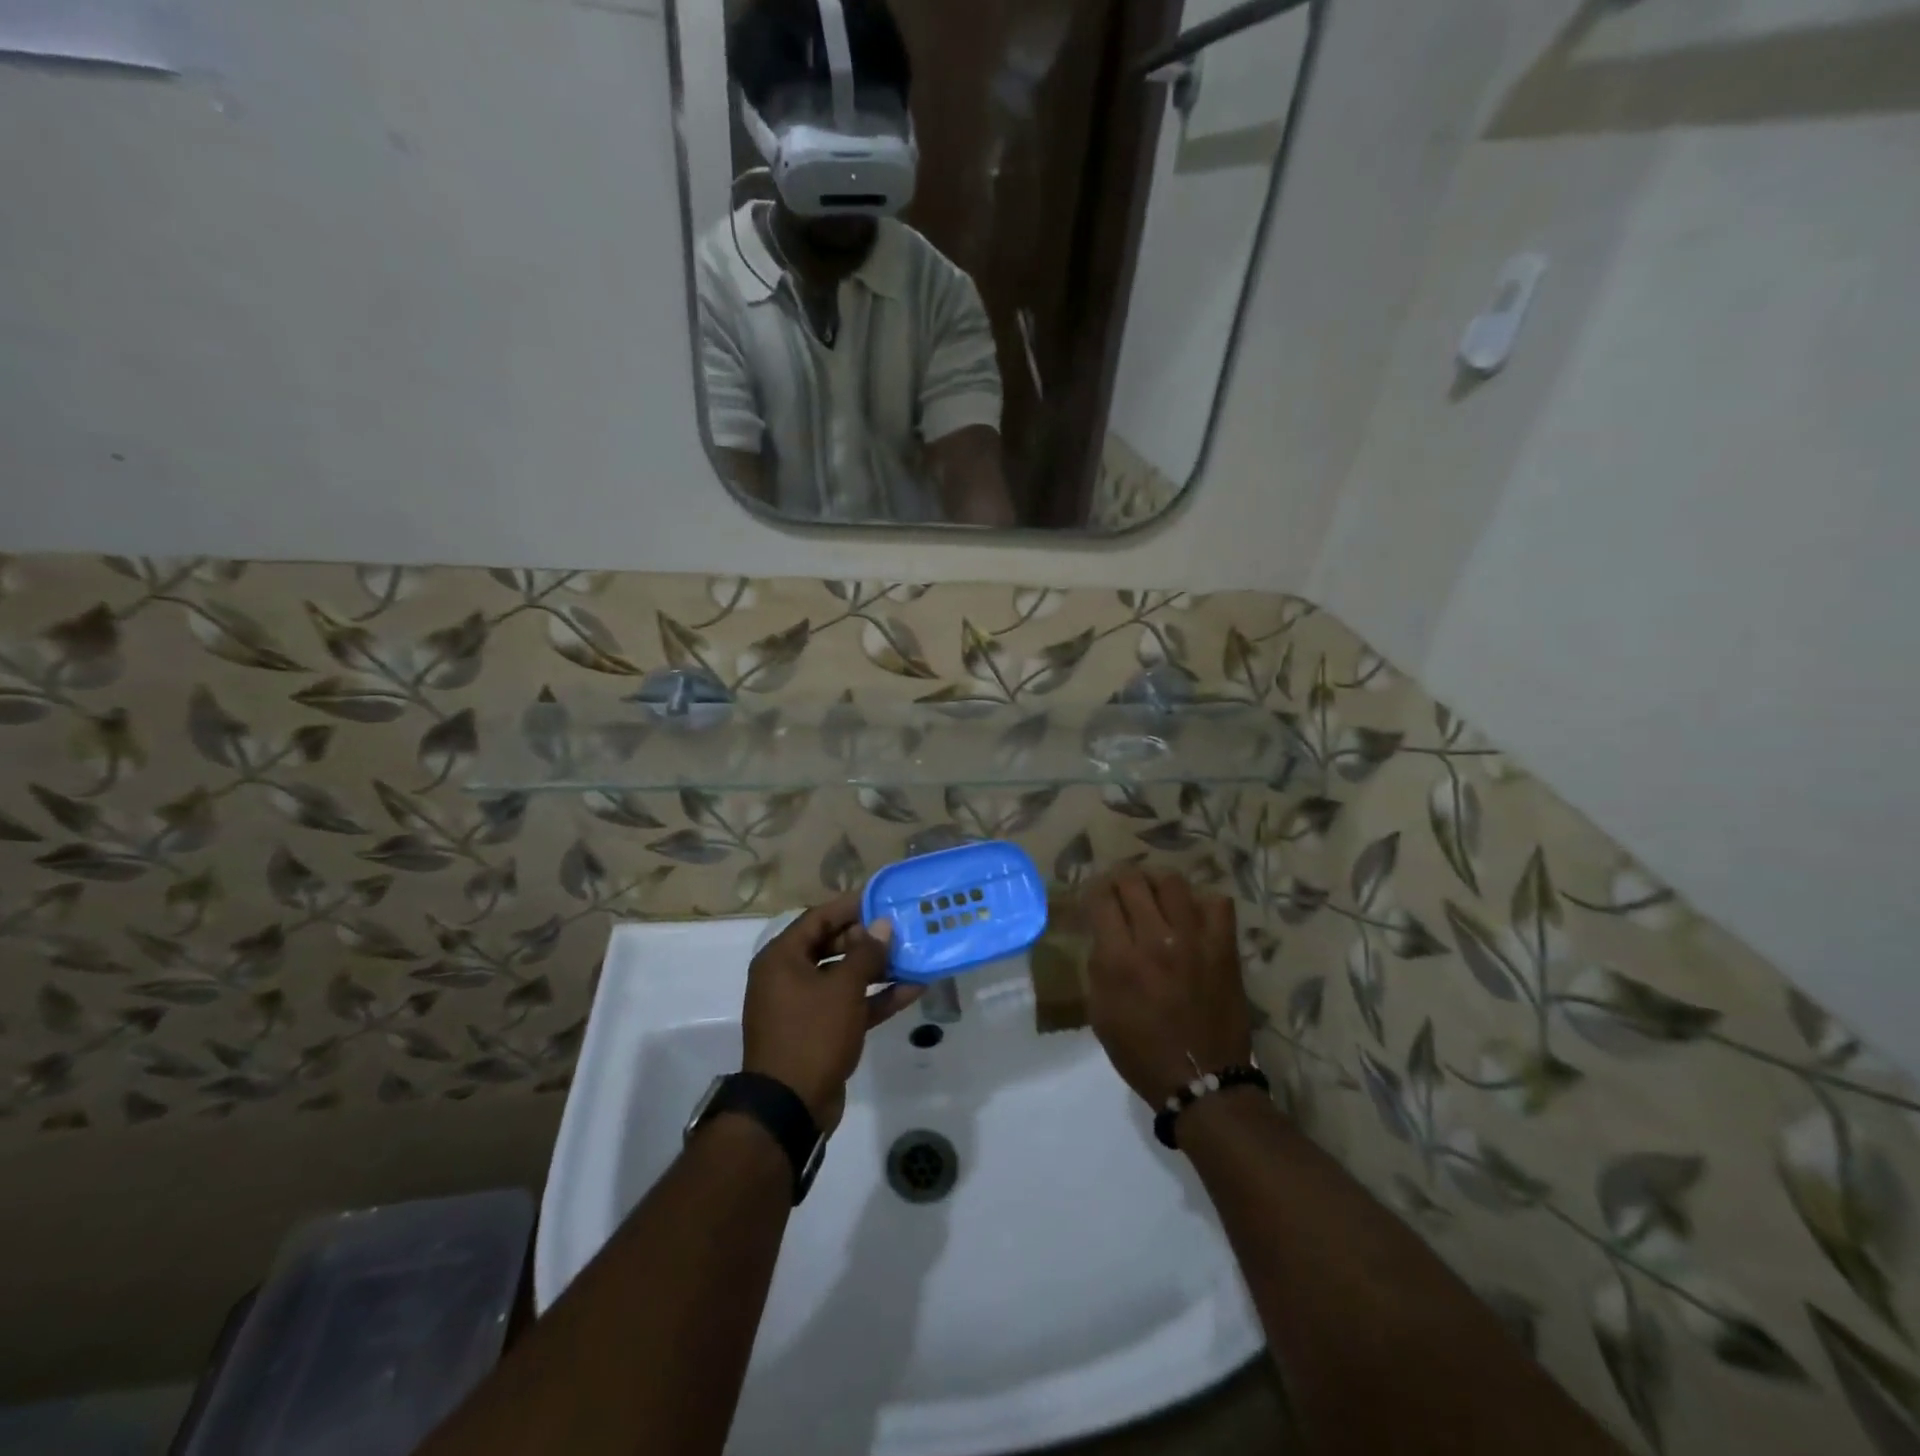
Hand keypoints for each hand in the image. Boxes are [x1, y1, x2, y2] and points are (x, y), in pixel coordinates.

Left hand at [741, 892, 922, 1132]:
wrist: (790, 1107)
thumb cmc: (812, 1034)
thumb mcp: (843, 988)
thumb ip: (866, 953)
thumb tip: (883, 925)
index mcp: (782, 958)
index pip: (818, 918)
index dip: (850, 907)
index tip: (882, 898)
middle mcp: (787, 977)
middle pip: (831, 945)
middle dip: (867, 939)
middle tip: (901, 929)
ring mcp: (803, 1007)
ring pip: (844, 977)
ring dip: (877, 969)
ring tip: (913, 956)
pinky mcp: (820, 1032)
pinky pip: (849, 1005)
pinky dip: (876, 998)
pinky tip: (912, 989)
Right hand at [1083, 868, 1252, 1106]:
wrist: (1202, 1081)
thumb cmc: (1141, 1052)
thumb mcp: (1100, 1012)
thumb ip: (1099, 965)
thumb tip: (1103, 934)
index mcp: (1119, 960)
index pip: (1101, 898)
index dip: (1092, 889)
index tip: (1093, 896)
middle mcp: (1154, 940)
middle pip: (1133, 881)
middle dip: (1119, 879)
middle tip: (1119, 889)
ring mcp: (1194, 940)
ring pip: (1172, 881)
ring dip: (1156, 882)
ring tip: (1154, 893)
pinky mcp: (1224, 948)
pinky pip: (1217, 903)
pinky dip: (1201, 901)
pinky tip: (1191, 914)